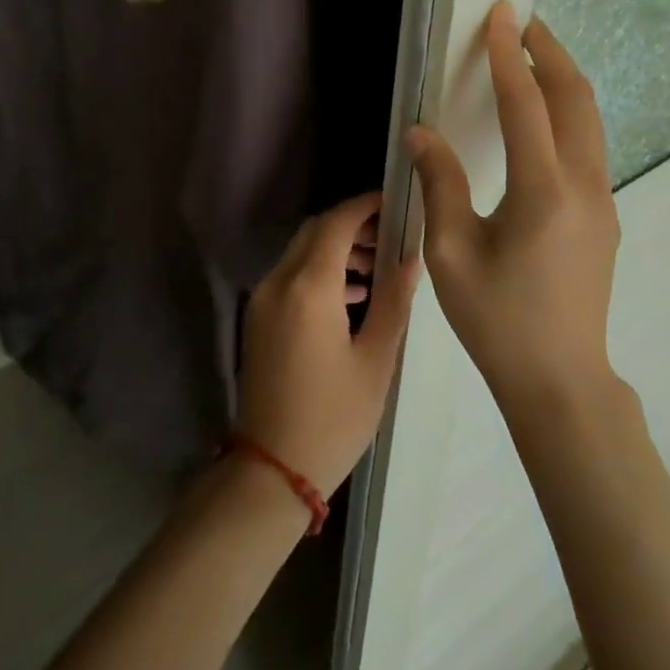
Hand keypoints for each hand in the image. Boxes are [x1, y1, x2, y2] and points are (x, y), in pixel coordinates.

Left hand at [237, 192, 419, 496]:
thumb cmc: (333, 417)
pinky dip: (319, 272)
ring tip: (377, 268)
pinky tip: (352, 296)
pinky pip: (291, 276)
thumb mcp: (375, 360)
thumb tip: (411, 257)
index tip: (393, 202)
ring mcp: (263, 299)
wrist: (271, 468)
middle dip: (351, 225)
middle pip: (315, 231)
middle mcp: (279, 281)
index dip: (364, 205)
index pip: (336, 223)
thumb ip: (394, 301)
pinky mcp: (258, 318)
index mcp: (309, 287)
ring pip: (301, 252)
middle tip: (390, 235)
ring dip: (336, 248)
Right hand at [405, 1, 620, 415]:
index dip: (509, 55)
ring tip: (534, 55)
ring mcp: (602, 201)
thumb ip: (439, 183)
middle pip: (576, 98)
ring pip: (590, 120)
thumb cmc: (497, 319)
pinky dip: (568, 112)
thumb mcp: (451, 252)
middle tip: (523, 22)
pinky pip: (588, 145)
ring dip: (563, 79)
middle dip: (551, 52)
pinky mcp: (604, 216)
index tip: (500, 15)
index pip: (526, 104)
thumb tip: (421, 131)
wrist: (560, 381)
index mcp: (543, 191)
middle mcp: (584, 185)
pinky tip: (544, 115)